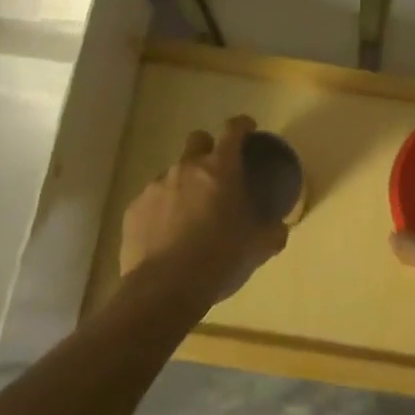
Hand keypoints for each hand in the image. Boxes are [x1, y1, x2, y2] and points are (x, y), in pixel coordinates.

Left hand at [120, 116, 286, 307]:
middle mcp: (186, 168)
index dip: (242, 125)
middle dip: (207, 149)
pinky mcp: (133, 209)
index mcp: (221, 169)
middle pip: (197, 139)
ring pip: (173, 172)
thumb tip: (280, 228)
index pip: (233, 130)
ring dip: (184, 185)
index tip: (249, 129)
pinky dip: (161, 210)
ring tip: (190, 216)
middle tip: (216, 175)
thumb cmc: (219, 259)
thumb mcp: (258, 247)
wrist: (164, 289)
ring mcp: (156, 186)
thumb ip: (272, 231)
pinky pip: (152, 200)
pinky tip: (166, 235)